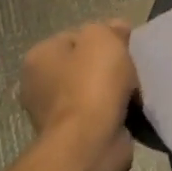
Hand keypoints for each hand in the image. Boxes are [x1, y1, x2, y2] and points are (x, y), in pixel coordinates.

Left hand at [19, 20, 137, 170]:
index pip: (76, 36)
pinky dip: (114, 110)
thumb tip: (116, 29)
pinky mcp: (71, 134)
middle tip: (130, 69)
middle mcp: (38, 84)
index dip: (104, 38)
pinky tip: (128, 109)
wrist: (90, 141)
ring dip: (114, 88)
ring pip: (93, 88)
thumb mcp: (102, 39)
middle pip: (84, 63)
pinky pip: (98, 111)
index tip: (123, 47)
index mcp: (39, 57)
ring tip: (133, 90)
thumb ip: (108, 28)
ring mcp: (52, 112)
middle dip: (109, 65)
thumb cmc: (92, 83)